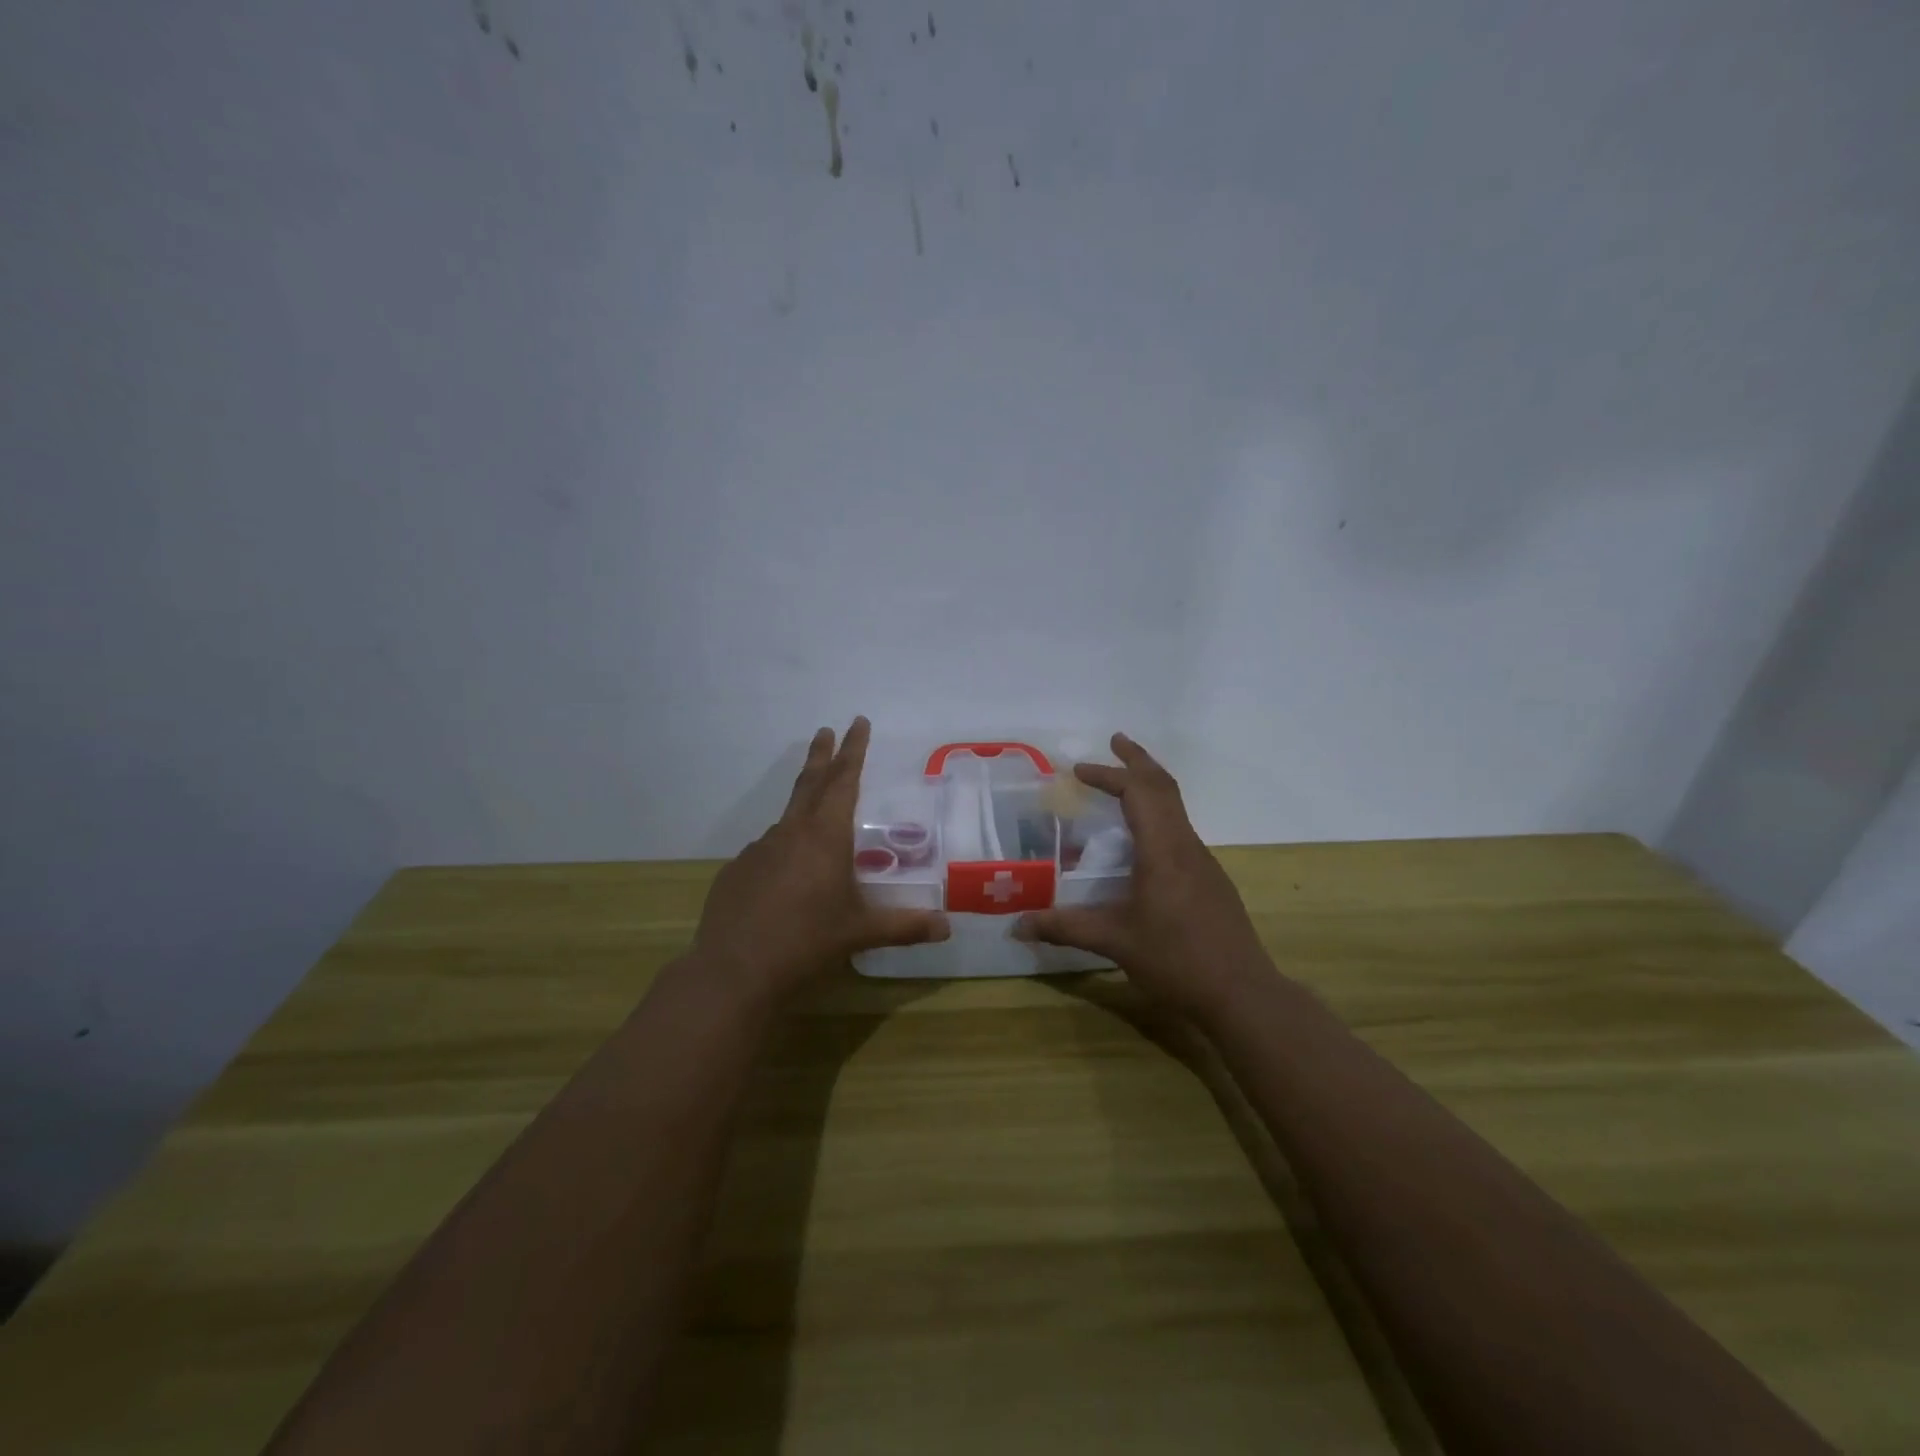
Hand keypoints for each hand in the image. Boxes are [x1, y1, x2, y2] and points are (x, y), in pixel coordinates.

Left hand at [691, 717, 949, 1002]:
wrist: (734, 972)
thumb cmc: (807, 943)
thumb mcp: (860, 933)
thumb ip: (905, 926)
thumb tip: (946, 929)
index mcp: (825, 836)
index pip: (844, 780)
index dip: (854, 750)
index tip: (857, 722)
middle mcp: (790, 833)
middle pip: (810, 783)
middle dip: (822, 755)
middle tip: (825, 729)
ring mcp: (758, 851)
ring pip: (787, 822)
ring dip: (803, 811)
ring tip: (818, 830)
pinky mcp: (736, 872)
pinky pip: (767, 853)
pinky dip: (782, 854)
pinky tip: (785, 882)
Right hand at [1016, 733, 1270, 1018]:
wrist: (1243, 994)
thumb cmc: (1177, 960)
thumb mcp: (1114, 942)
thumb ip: (1064, 928)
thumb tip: (1017, 926)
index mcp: (1164, 850)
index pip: (1137, 792)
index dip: (1108, 775)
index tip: (1078, 770)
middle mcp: (1186, 846)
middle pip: (1164, 787)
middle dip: (1138, 760)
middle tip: (1115, 741)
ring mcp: (1203, 863)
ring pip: (1176, 808)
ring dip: (1150, 787)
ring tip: (1123, 785)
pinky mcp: (1210, 881)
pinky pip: (1180, 831)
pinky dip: (1158, 816)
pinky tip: (1141, 843)